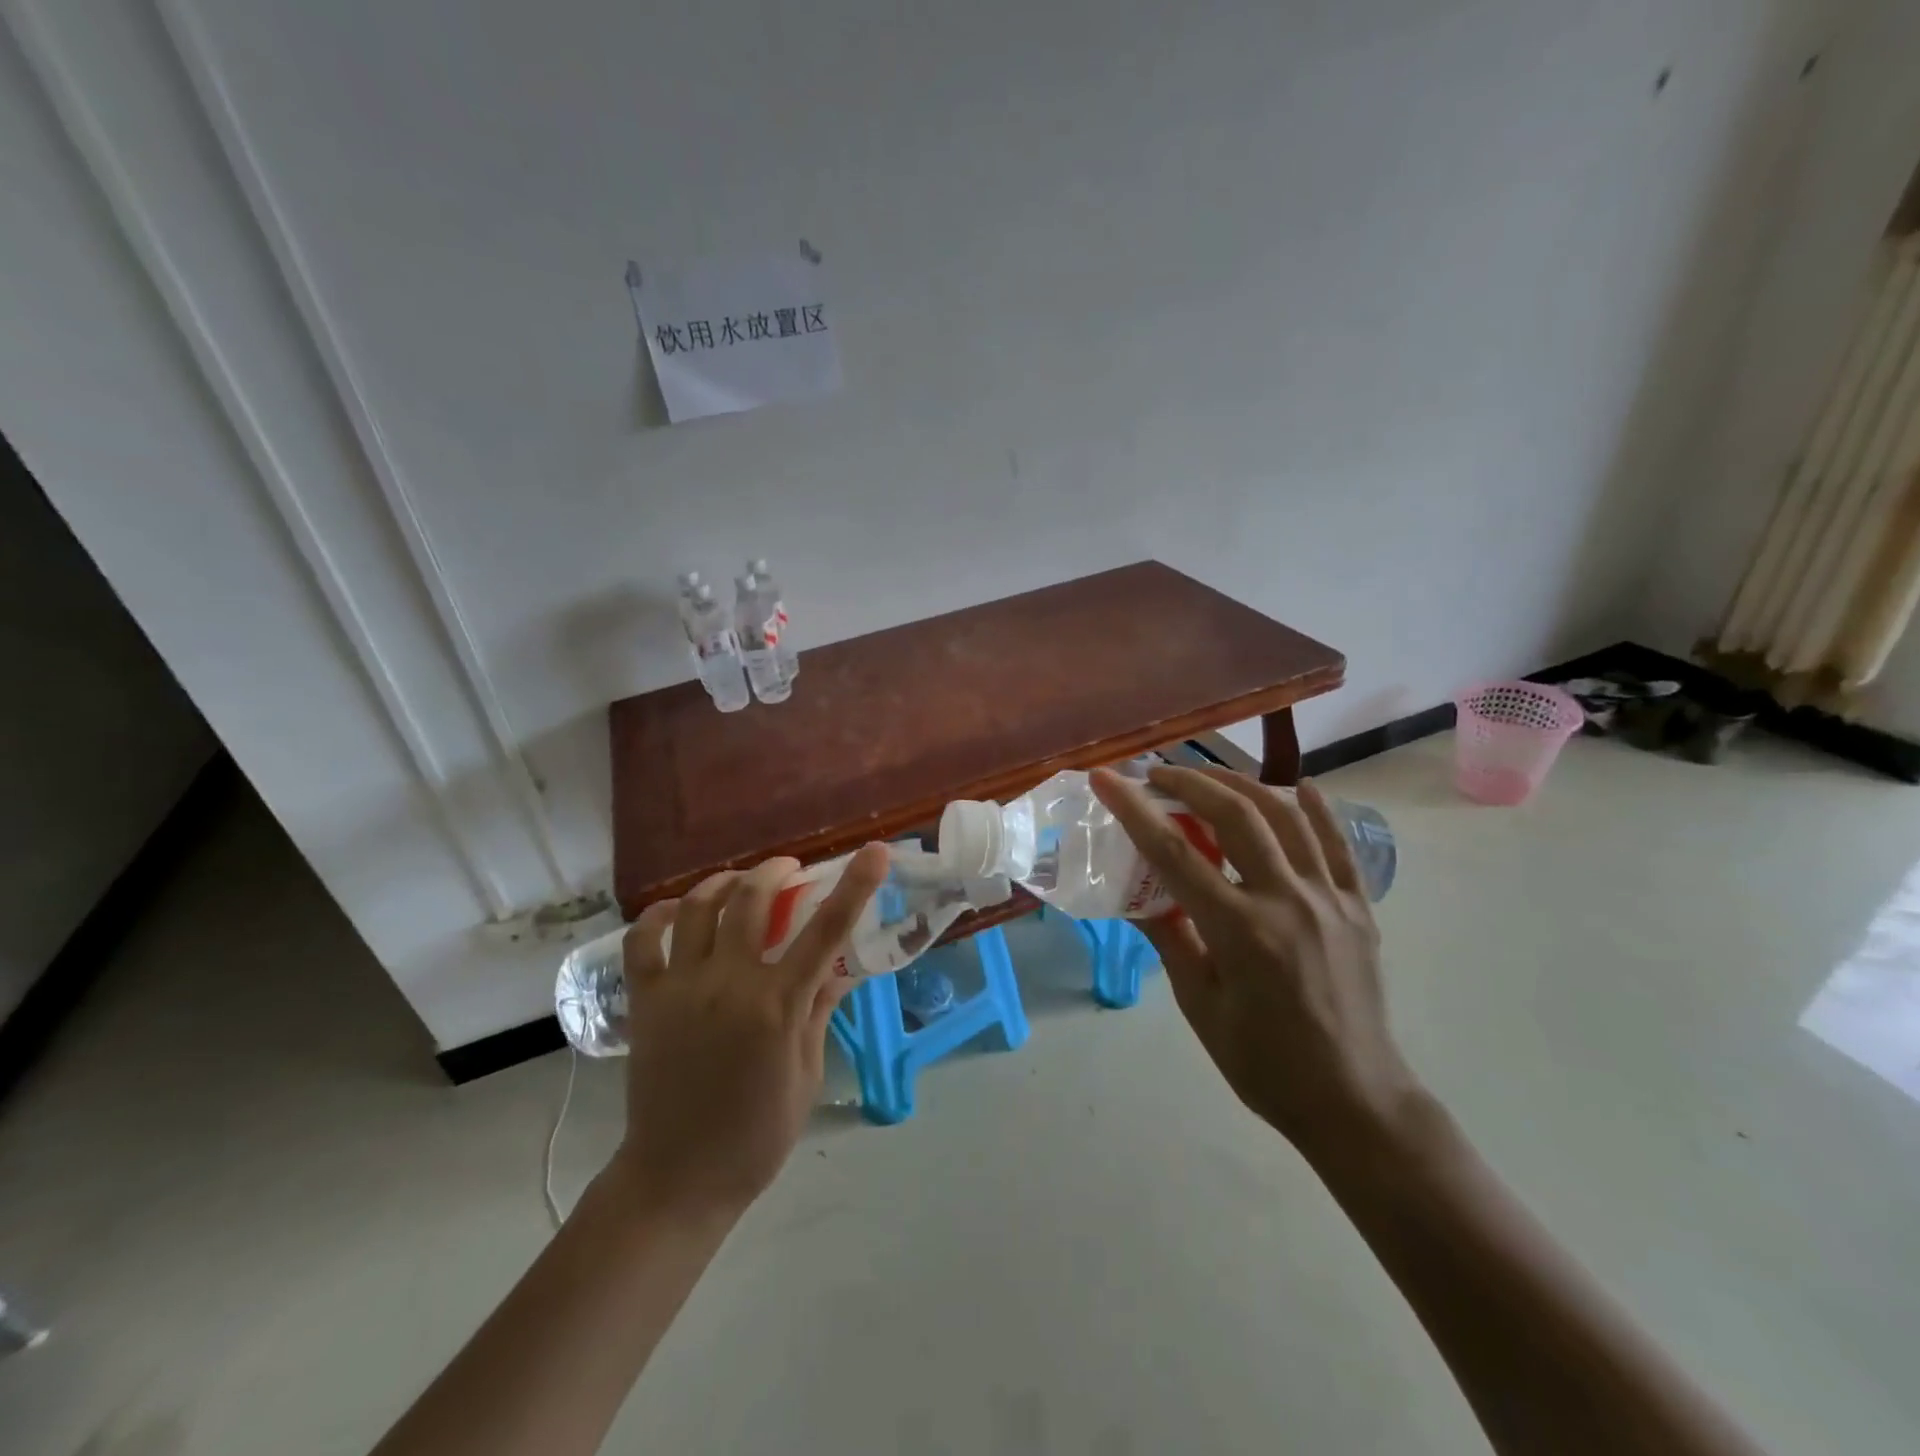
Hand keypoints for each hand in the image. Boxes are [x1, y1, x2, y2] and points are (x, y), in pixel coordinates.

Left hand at [606, 845, 889, 1221]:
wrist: (678, 1178)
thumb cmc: (757, 1134)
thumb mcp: (807, 1073)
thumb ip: (820, 1010)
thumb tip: (842, 966)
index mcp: (778, 1006)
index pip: (826, 930)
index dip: (855, 885)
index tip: (875, 851)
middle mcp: (729, 984)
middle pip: (752, 901)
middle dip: (776, 871)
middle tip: (790, 870)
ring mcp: (681, 988)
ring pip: (699, 908)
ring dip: (724, 882)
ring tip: (740, 881)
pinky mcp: (646, 1001)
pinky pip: (643, 941)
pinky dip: (659, 915)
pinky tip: (678, 909)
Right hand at [1091, 765, 1421, 1157]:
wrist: (1354, 1101)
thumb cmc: (1264, 1063)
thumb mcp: (1199, 1005)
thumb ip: (1169, 938)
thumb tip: (1134, 896)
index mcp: (1241, 931)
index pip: (1174, 853)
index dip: (1134, 810)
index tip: (1106, 779)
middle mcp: (1287, 901)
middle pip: (1235, 816)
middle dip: (1190, 783)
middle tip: (1157, 774)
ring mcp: (1330, 899)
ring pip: (1286, 816)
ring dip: (1242, 785)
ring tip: (1209, 776)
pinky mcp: (1359, 907)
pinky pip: (1337, 844)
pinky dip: (1316, 810)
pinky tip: (1298, 788)